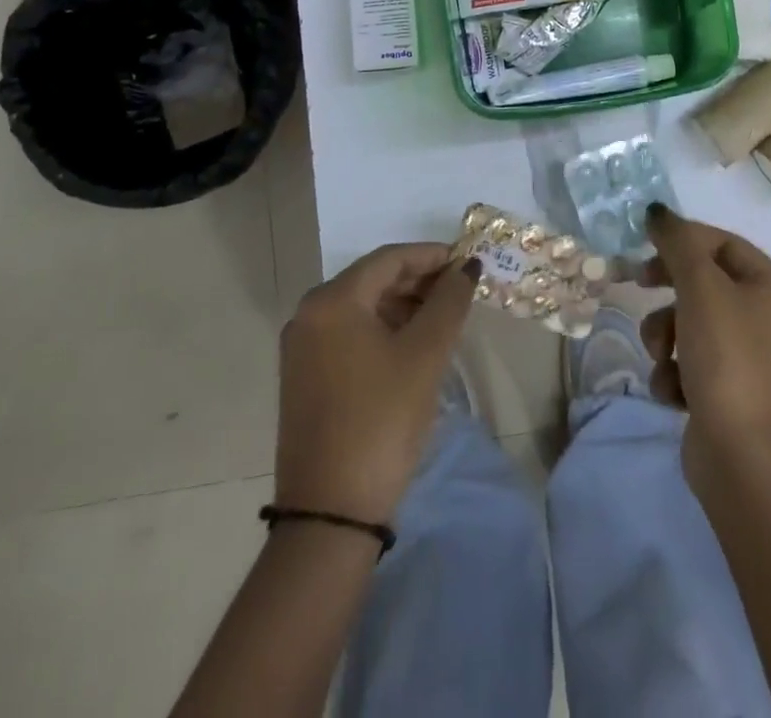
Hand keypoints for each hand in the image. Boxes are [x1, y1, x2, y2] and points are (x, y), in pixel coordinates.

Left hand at [274, 244, 479, 526]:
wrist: (330, 514)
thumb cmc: (381, 420)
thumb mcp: (425, 355)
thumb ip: (449, 301)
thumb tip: (467, 267)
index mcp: (332, 300)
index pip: (389, 258)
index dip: (432, 256)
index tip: (468, 262)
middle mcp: (309, 314)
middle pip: (373, 279)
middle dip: (419, 280)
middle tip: (461, 291)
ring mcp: (302, 347)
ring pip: (362, 308)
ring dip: (404, 306)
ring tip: (443, 319)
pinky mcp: (304, 377)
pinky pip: (350, 334)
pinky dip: (383, 330)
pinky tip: (412, 346)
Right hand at [640, 206, 770, 493]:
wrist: (739, 458)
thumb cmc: (726, 359)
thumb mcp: (699, 287)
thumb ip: (677, 242)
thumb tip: (657, 212)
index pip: (723, 243)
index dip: (681, 240)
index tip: (644, 246)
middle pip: (706, 282)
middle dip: (669, 293)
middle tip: (638, 287)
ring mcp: (754, 357)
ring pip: (693, 321)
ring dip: (666, 335)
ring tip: (661, 359)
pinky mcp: (733, 389)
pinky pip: (694, 358)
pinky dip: (676, 370)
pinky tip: (673, 390)